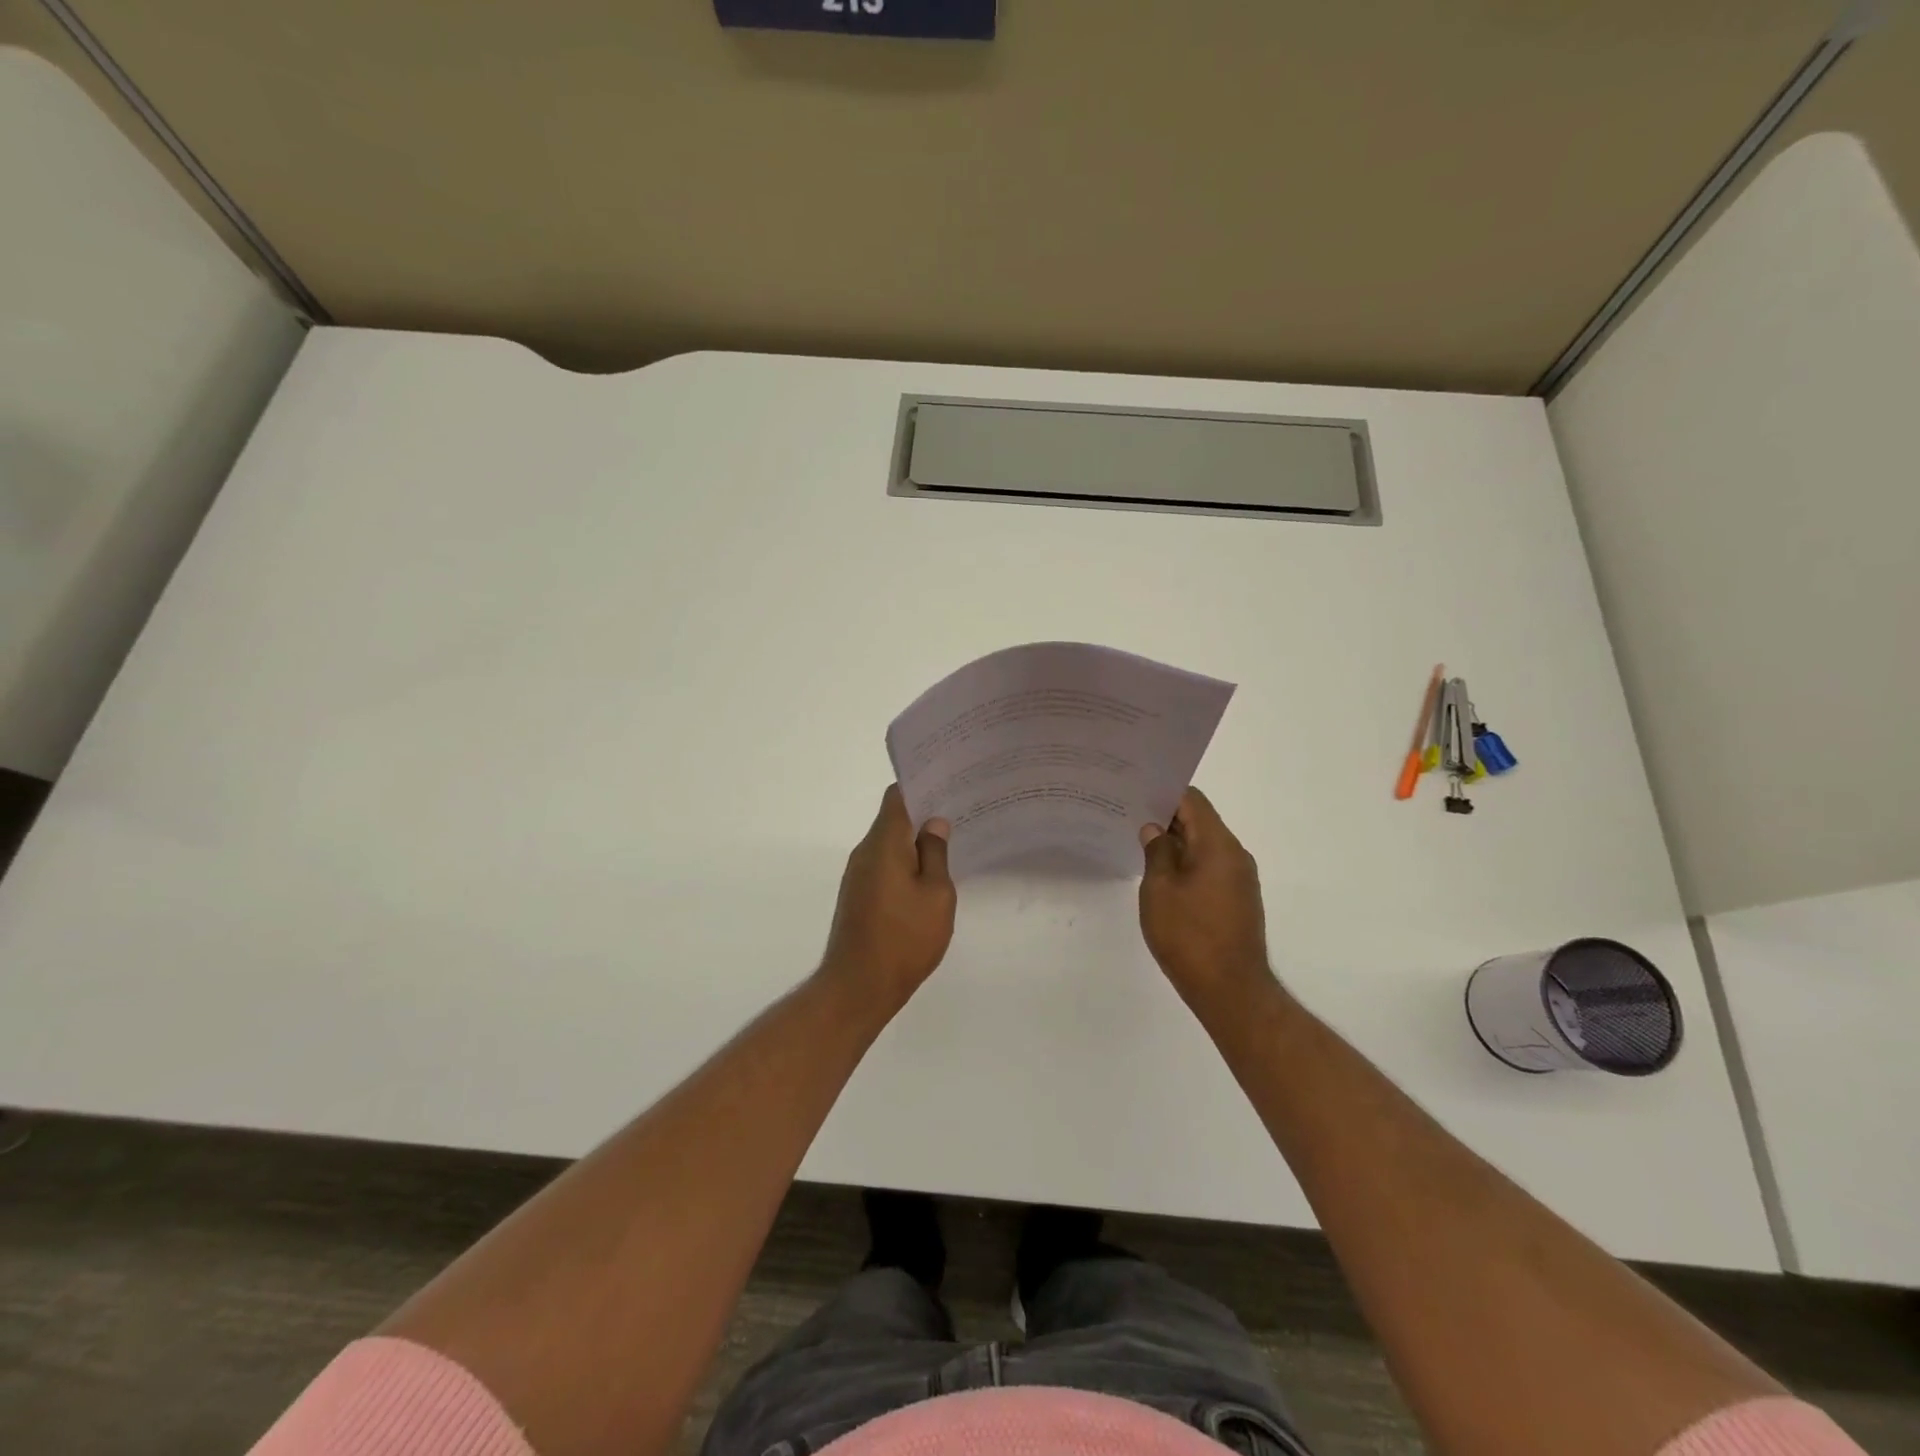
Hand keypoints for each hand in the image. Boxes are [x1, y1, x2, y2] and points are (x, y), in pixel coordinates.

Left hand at [820, 785, 956, 1015]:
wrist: (858, 987)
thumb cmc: (904, 938)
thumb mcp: (936, 895)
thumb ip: (935, 854)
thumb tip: (934, 823)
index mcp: (883, 843)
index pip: (897, 797)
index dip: (921, 785)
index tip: (948, 783)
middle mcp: (865, 852)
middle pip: (892, 818)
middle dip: (923, 813)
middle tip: (959, 812)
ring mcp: (858, 875)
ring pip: (889, 844)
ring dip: (914, 841)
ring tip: (950, 842)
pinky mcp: (858, 896)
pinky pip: (883, 866)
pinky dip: (905, 863)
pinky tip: (928, 876)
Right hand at [1139, 788, 1277, 1014]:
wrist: (1231, 990)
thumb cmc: (1189, 936)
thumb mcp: (1160, 890)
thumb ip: (1156, 852)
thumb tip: (1154, 829)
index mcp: (1218, 845)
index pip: (1193, 800)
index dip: (1164, 793)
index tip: (1135, 793)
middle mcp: (1235, 856)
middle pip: (1200, 821)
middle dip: (1166, 817)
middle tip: (1128, 816)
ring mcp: (1239, 879)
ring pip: (1204, 846)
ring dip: (1176, 842)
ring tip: (1139, 843)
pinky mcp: (1237, 900)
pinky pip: (1210, 867)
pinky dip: (1187, 863)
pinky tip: (1160, 875)